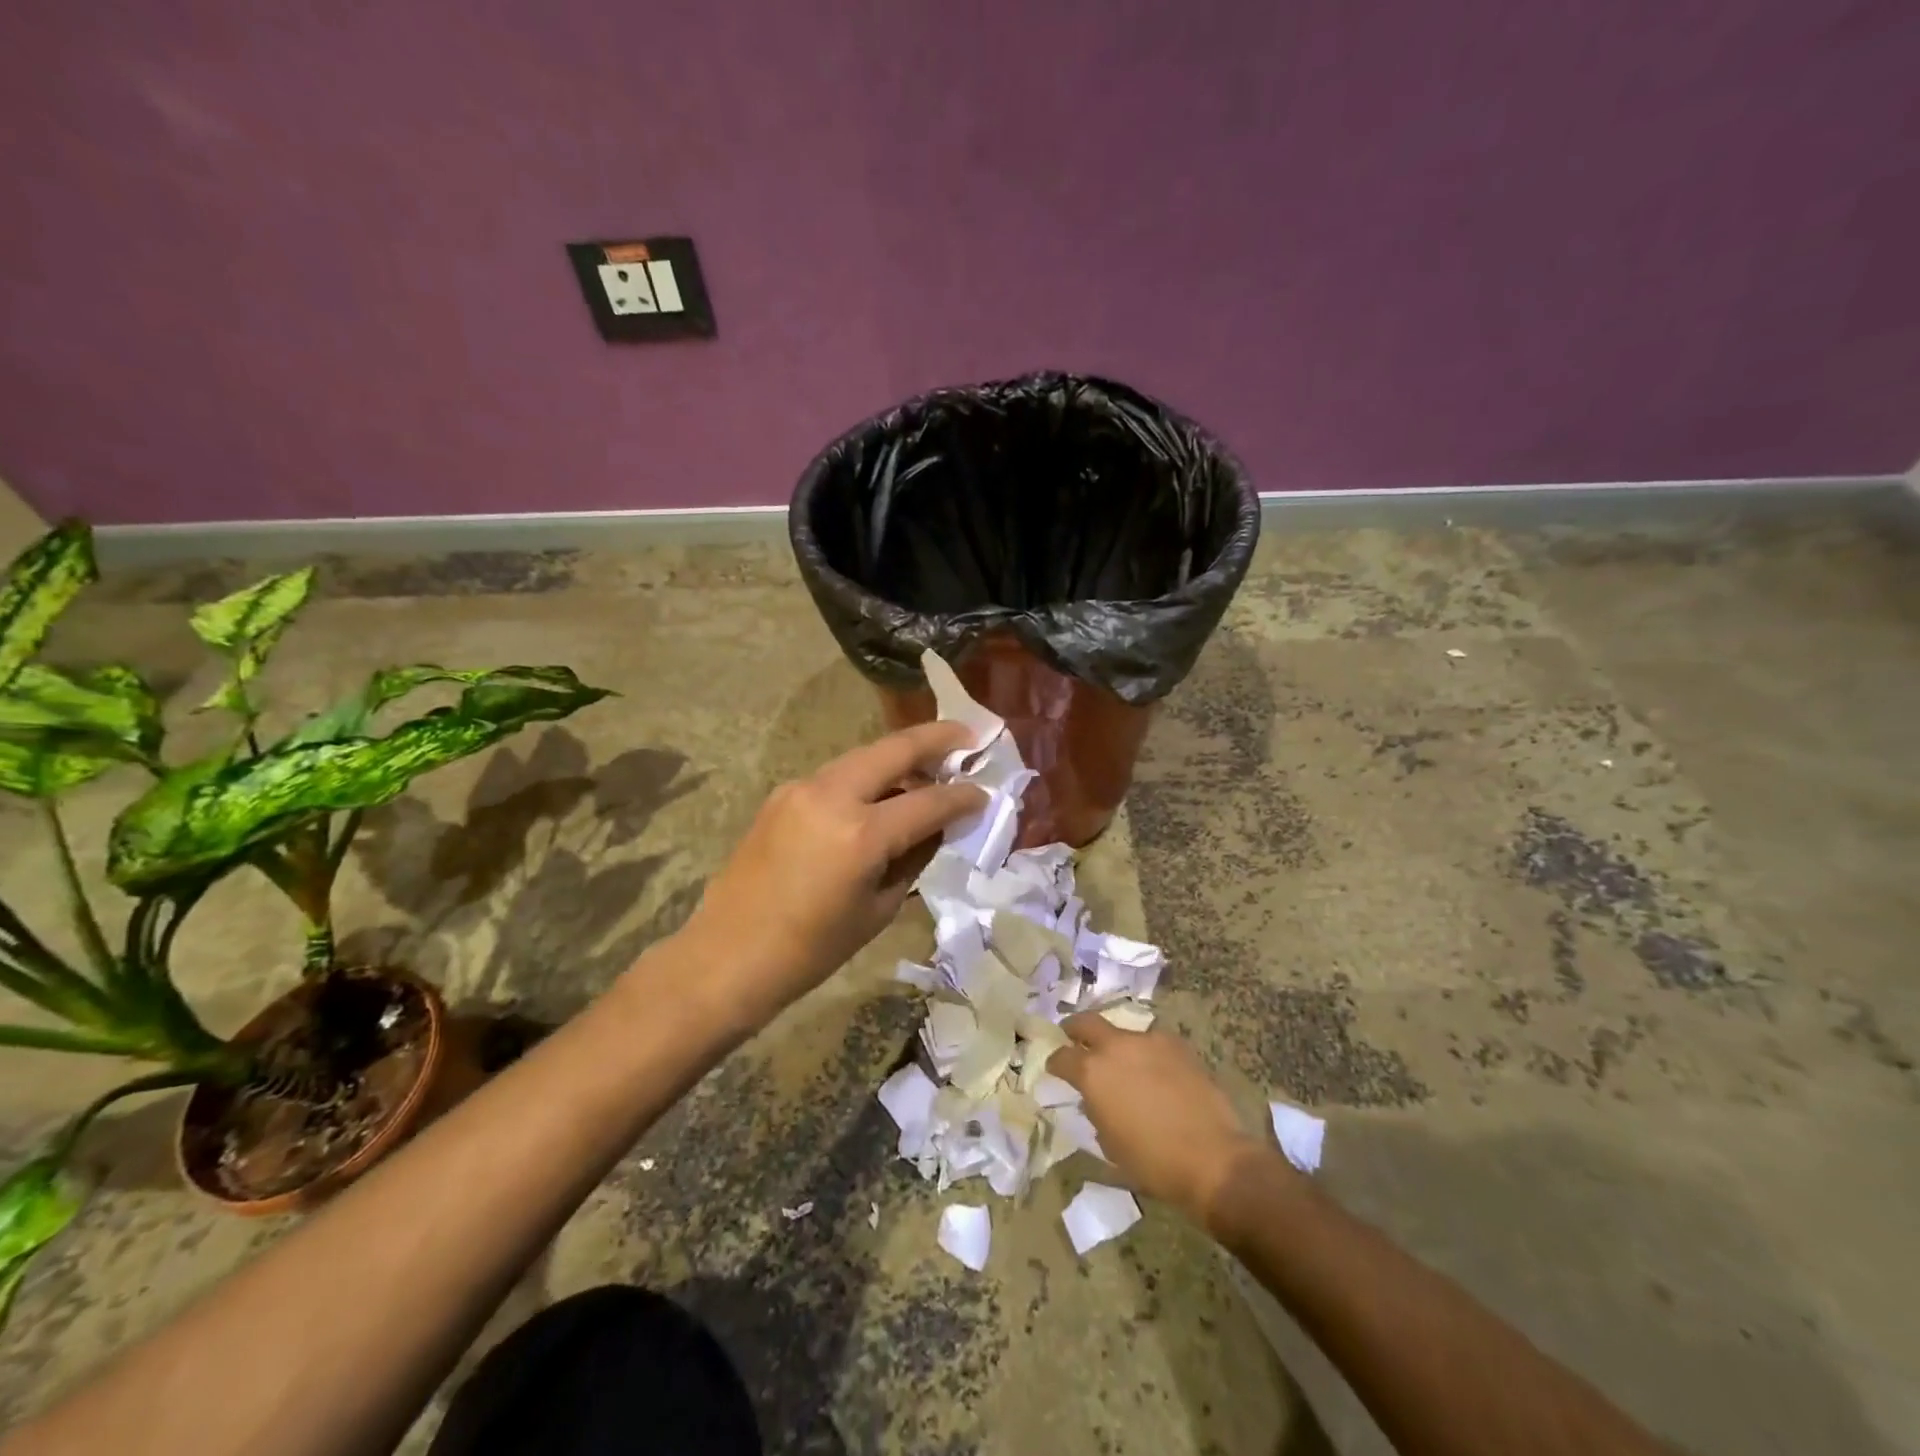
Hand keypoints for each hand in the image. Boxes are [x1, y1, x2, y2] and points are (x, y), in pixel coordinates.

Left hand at [677, 722, 984, 1025]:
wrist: (729, 955)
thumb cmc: (812, 949)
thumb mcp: (880, 908)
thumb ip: (914, 856)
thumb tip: (938, 824)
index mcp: (861, 834)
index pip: (929, 801)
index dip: (963, 796)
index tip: (985, 792)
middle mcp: (831, 796)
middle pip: (894, 749)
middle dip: (935, 739)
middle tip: (967, 737)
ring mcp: (801, 789)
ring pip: (863, 756)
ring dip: (898, 757)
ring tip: (928, 767)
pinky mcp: (782, 794)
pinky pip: (837, 775)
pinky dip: (867, 776)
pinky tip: (881, 794)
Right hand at [1050, 1014, 1270, 1226]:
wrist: (1212, 1158)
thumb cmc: (1153, 1162)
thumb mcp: (1110, 1144)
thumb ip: (1096, 1113)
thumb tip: (1095, 1101)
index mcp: (1092, 1072)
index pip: (1062, 1056)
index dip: (1055, 1062)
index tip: (1054, 1067)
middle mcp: (1116, 1047)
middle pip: (1087, 1022)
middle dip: (1075, 1028)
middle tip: (1073, 1036)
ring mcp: (1149, 1041)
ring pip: (1123, 1033)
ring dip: (1116, 1044)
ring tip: (1124, 1063)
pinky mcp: (1177, 1045)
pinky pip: (1152, 1042)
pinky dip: (1147, 1053)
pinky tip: (1155, 1072)